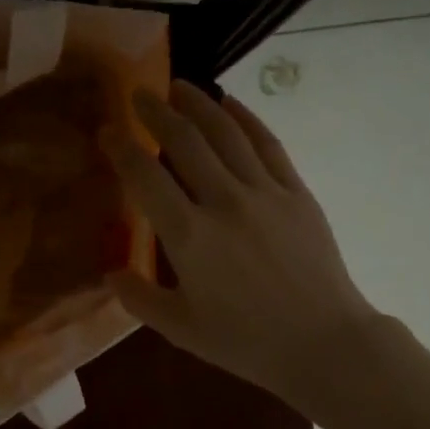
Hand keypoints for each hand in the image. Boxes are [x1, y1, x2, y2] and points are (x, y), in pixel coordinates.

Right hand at [106, 81, 379, 400]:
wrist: (322, 342)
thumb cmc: (247, 342)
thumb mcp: (181, 330)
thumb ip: (139, 299)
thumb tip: (110, 272)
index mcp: (189, 237)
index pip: (145, 177)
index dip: (122, 148)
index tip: (107, 130)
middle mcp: (223, 202)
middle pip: (184, 141)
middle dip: (156, 112)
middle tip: (138, 94)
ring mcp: (264, 192)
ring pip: (226, 133)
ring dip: (198, 104)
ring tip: (179, 85)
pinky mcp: (296, 193)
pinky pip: (268, 144)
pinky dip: (246, 119)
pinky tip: (230, 104)